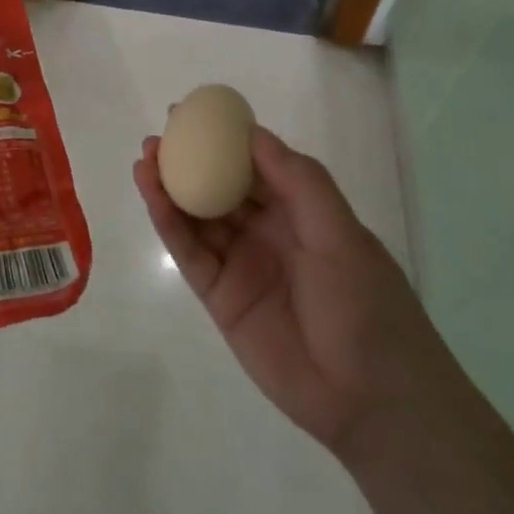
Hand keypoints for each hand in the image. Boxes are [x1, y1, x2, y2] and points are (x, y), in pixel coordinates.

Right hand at [133, 126, 450, 455]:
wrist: (369, 398)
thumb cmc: (367, 306)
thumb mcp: (341, 233)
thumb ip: (298, 182)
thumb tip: (252, 134)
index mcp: (303, 213)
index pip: (257, 165)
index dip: (226, 138)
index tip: (195, 114)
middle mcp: (268, 233)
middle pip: (219, 187)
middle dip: (189, 160)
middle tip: (156, 137)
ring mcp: (240, 264)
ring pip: (198, 217)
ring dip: (170, 188)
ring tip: (143, 159)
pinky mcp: (218, 296)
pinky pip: (189, 252)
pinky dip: (169, 224)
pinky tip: (152, 195)